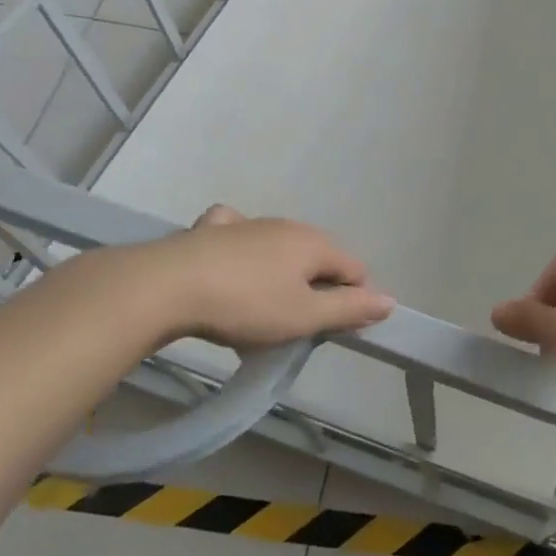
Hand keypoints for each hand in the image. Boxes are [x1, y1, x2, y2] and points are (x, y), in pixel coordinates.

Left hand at [154, 205, 393, 348]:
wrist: (165, 286)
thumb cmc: (246, 304)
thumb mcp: (304, 317)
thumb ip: (349, 309)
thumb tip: (390, 301)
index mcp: (315, 244)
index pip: (354, 271)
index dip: (352, 302)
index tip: (328, 331)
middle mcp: (288, 226)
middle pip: (318, 260)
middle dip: (316, 290)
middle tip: (293, 327)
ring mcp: (248, 223)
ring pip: (280, 249)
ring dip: (281, 276)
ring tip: (258, 310)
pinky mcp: (211, 229)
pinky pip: (239, 235)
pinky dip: (242, 249)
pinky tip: (229, 263)